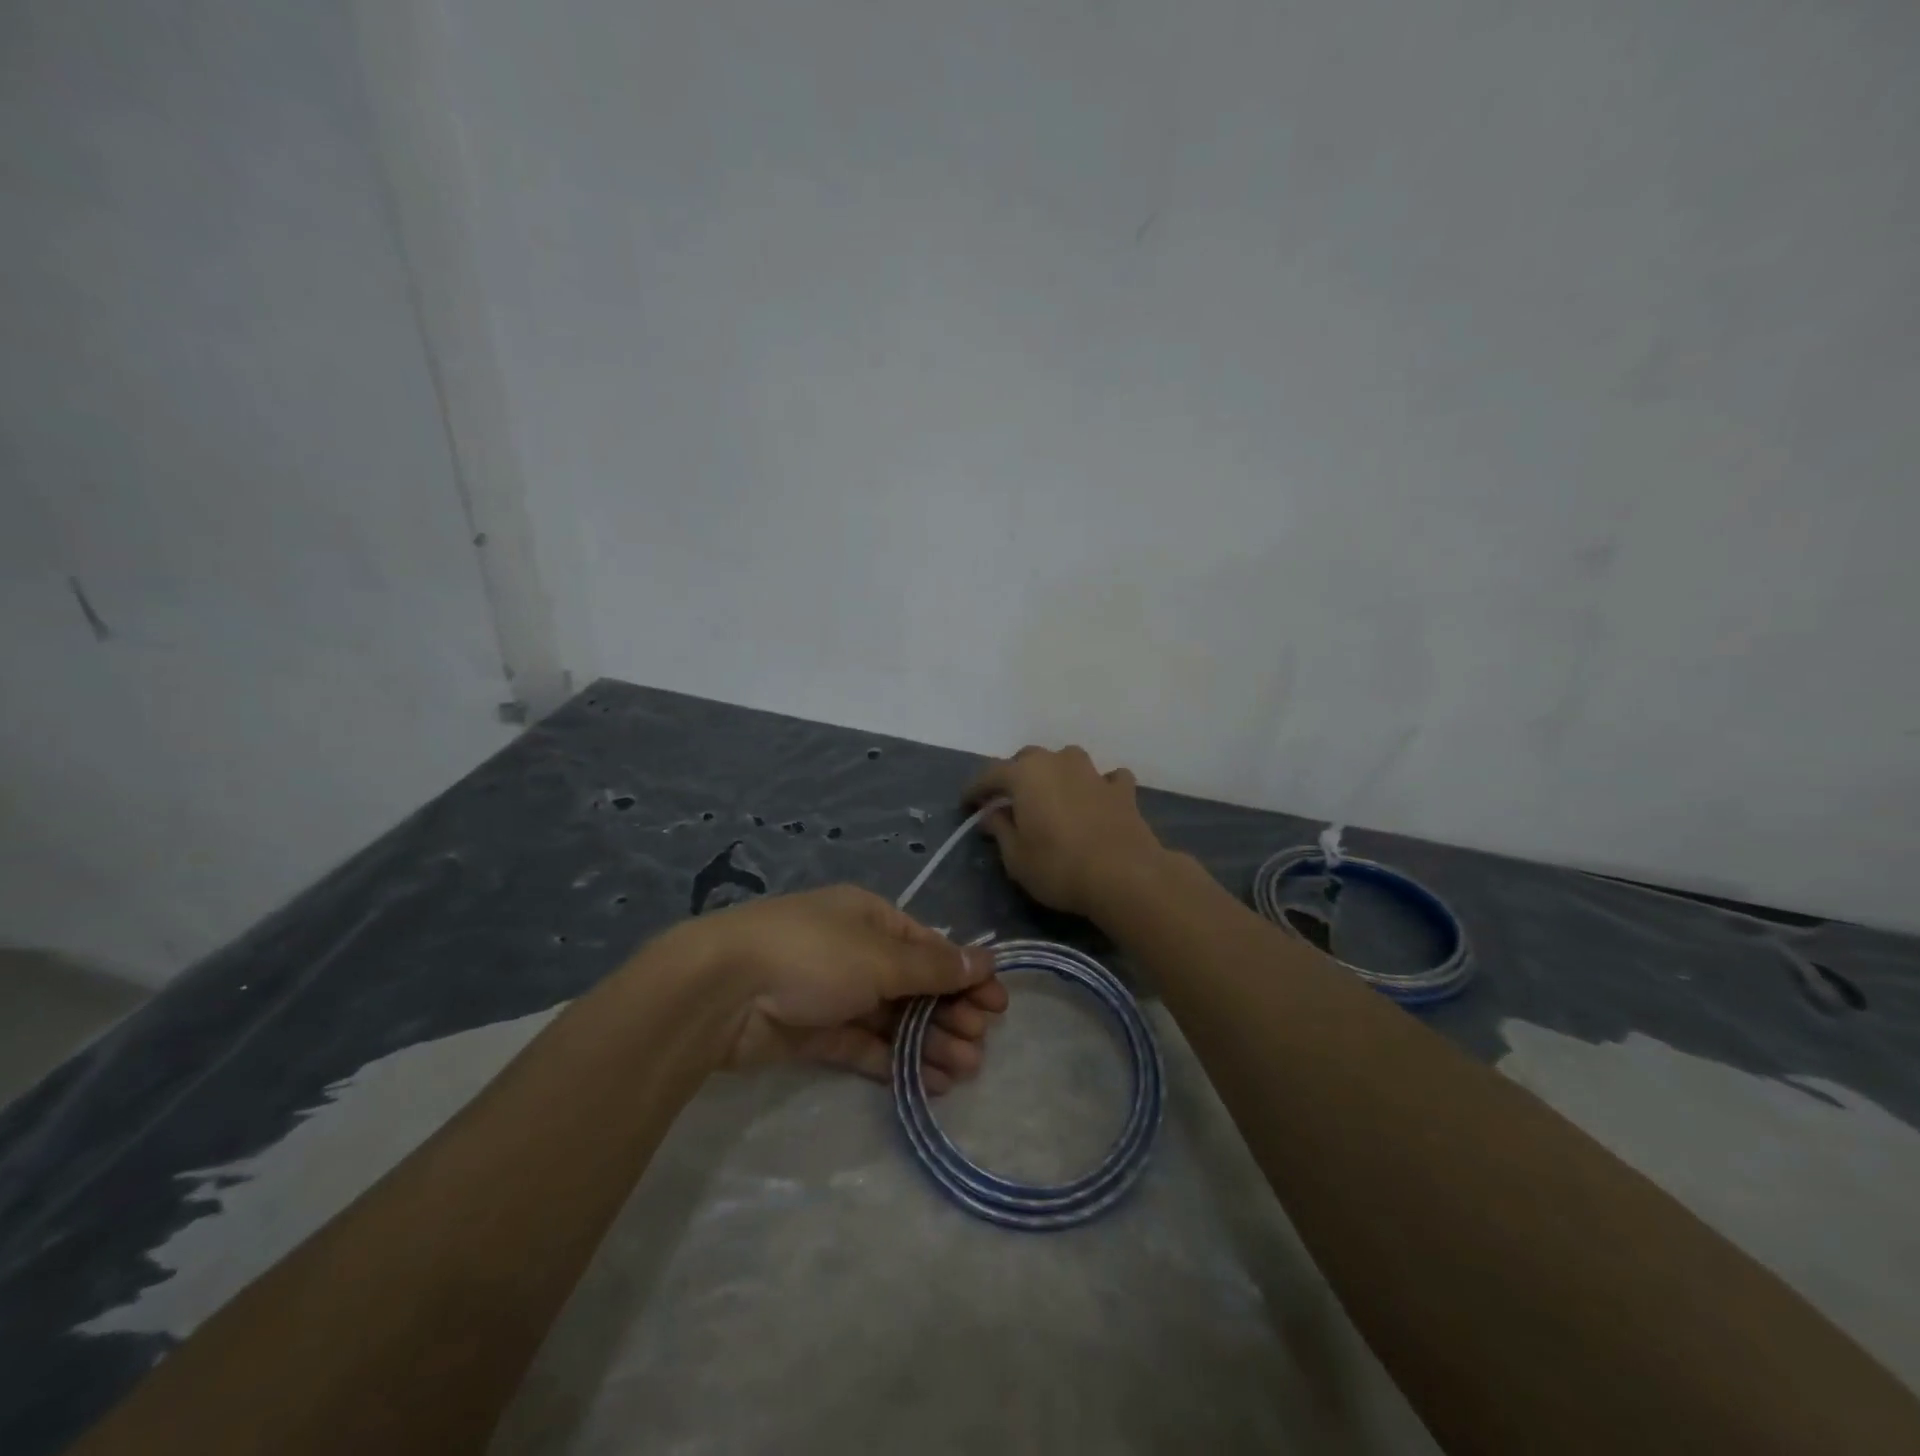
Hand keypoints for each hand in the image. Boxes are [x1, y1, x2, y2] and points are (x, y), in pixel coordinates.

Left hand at [692, 886, 1007, 1092]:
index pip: (929, 946)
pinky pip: (866, 1045)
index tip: (997, 1004)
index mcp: (870, 918)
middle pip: (914, 984)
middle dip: (950, 1012)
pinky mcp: (815, 1032)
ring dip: (929, 1042)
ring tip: (964, 1071)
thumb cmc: (812, 955)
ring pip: (893, 1018)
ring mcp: (834, 993)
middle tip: (981, 1043)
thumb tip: (985, 959)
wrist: (723, 990)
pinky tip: (928, 1083)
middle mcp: (855, 951)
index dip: (964, 973)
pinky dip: (895, 1061)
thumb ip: (932, 966)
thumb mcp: (880, 956)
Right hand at [965, 745, 1169, 917]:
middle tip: (1009, 799)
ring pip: (1068, 760)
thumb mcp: (1016, 857)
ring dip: (1057, 773)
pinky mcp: (1122, 790)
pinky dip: (1099, 785)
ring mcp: (1093, 773)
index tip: (967, 804)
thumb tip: (991, 813)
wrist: (1124, 875)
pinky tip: (1098, 799)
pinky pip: (1107, 778)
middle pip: (1029, 759)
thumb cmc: (1058, 867)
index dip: (976, 789)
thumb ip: (1000, 830)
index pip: (991, 774)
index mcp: (1025, 775)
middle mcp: (1058, 763)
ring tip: (1053, 795)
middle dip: (1015, 775)